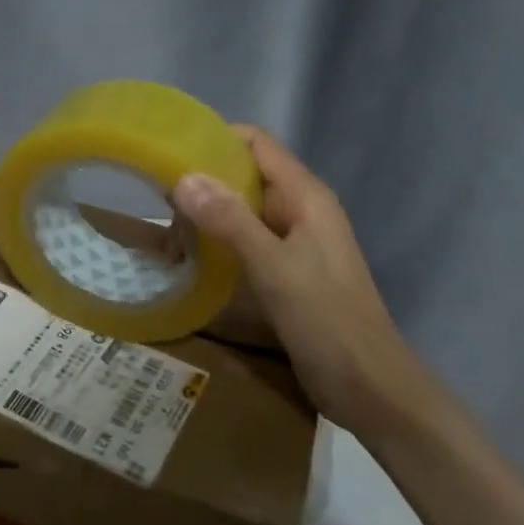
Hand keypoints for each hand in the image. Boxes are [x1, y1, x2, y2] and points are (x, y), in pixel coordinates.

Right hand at [172, 126, 460, 439]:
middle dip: (201, 180)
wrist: (368, 386)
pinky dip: (214, 242)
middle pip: (244, 174)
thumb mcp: (274, 268)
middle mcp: (299, 211)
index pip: (256, 144)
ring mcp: (292, 242)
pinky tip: (186, 258)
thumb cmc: (327, 320)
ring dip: (204, 214)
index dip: (214, 138)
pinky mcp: (283, 271)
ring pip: (240, 210)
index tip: (168, 150)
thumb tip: (183, 178)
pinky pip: (242, 241)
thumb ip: (230, 222)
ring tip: (162, 229)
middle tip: (155, 199)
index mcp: (306, 197)